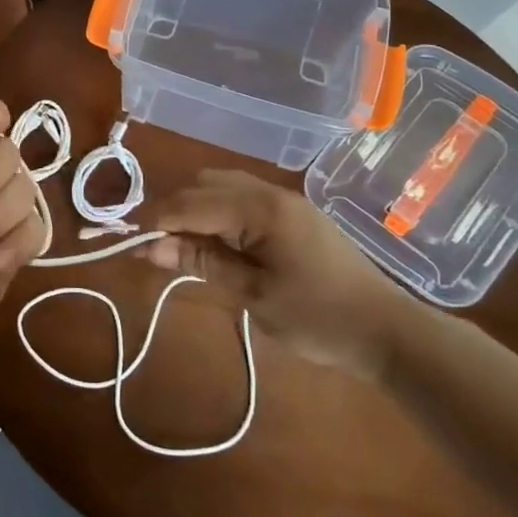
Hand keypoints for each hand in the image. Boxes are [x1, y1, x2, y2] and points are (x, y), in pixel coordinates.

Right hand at [144, 170, 414, 379]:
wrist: (389, 331)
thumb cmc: (320, 319)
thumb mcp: (254, 295)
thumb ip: (201, 263)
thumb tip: (149, 246)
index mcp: (261, 209)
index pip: (193, 203)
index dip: (157, 219)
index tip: (128, 240)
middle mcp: (271, 192)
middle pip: (205, 184)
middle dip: (175, 210)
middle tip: (157, 248)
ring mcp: (285, 200)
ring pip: (223, 186)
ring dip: (196, 209)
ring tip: (183, 247)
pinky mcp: (293, 213)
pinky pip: (243, 198)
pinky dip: (219, 213)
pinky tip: (217, 243)